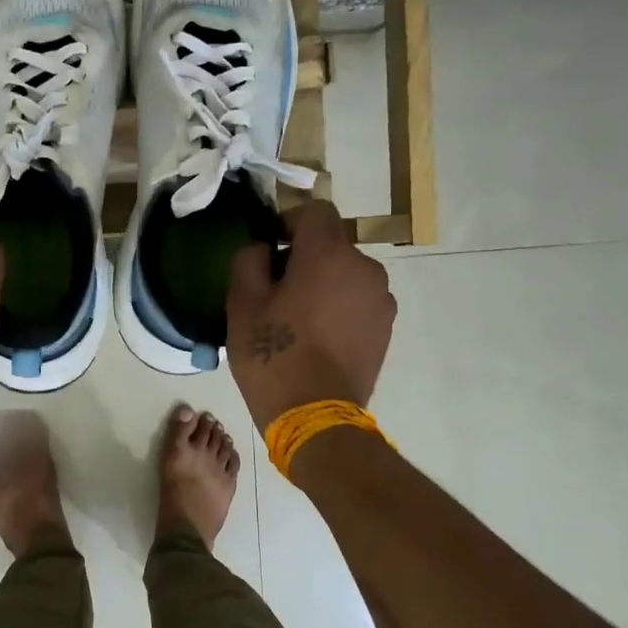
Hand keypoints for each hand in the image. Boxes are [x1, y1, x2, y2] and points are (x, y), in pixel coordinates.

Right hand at [226, 200, 395, 430]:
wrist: (315, 416)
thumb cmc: (273, 355)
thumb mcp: (242, 304)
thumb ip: (249, 259)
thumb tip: (264, 247)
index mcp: (329, 254)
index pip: (315, 210)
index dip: (289, 222)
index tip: (270, 249)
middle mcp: (365, 267)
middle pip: (332, 244)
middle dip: (305, 257)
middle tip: (276, 292)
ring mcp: (381, 300)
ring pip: (346, 274)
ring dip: (324, 283)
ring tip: (298, 320)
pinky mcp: (385, 328)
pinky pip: (358, 301)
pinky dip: (339, 307)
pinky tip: (318, 338)